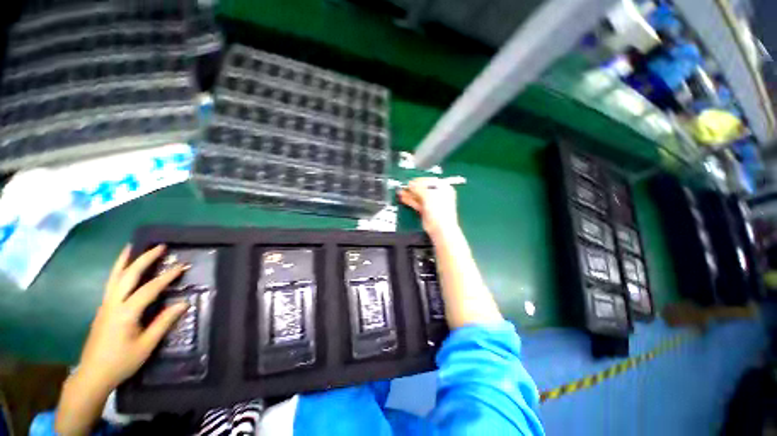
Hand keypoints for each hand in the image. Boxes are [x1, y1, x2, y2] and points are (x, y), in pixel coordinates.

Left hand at [75, 245, 188, 391]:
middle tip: (159, 246)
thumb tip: (183, 303)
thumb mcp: (146, 345)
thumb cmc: (122, 361)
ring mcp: (105, 305)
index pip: (149, 289)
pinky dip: (118, 270)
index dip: (167, 276)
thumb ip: (164, 322)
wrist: (93, 374)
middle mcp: (113, 303)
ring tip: (133, 247)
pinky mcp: (102, 309)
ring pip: (114, 277)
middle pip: (128, 275)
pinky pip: (111, 283)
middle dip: (144, 259)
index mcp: (125, 313)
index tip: (182, 266)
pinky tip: (123, 268)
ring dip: (125, 260)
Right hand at [398, 177, 458, 236]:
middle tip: (403, 186)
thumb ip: (419, 188)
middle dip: (412, 187)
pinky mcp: (425, 210)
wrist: (440, 228)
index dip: (418, 181)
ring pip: (418, 196)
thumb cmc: (440, 211)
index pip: (428, 180)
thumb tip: (411, 184)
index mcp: (443, 188)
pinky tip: (403, 198)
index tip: (409, 182)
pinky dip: (410, 200)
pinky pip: (416, 203)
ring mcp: (431, 203)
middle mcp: (437, 194)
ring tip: (401, 191)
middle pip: (423, 188)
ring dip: (409, 194)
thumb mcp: (429, 195)